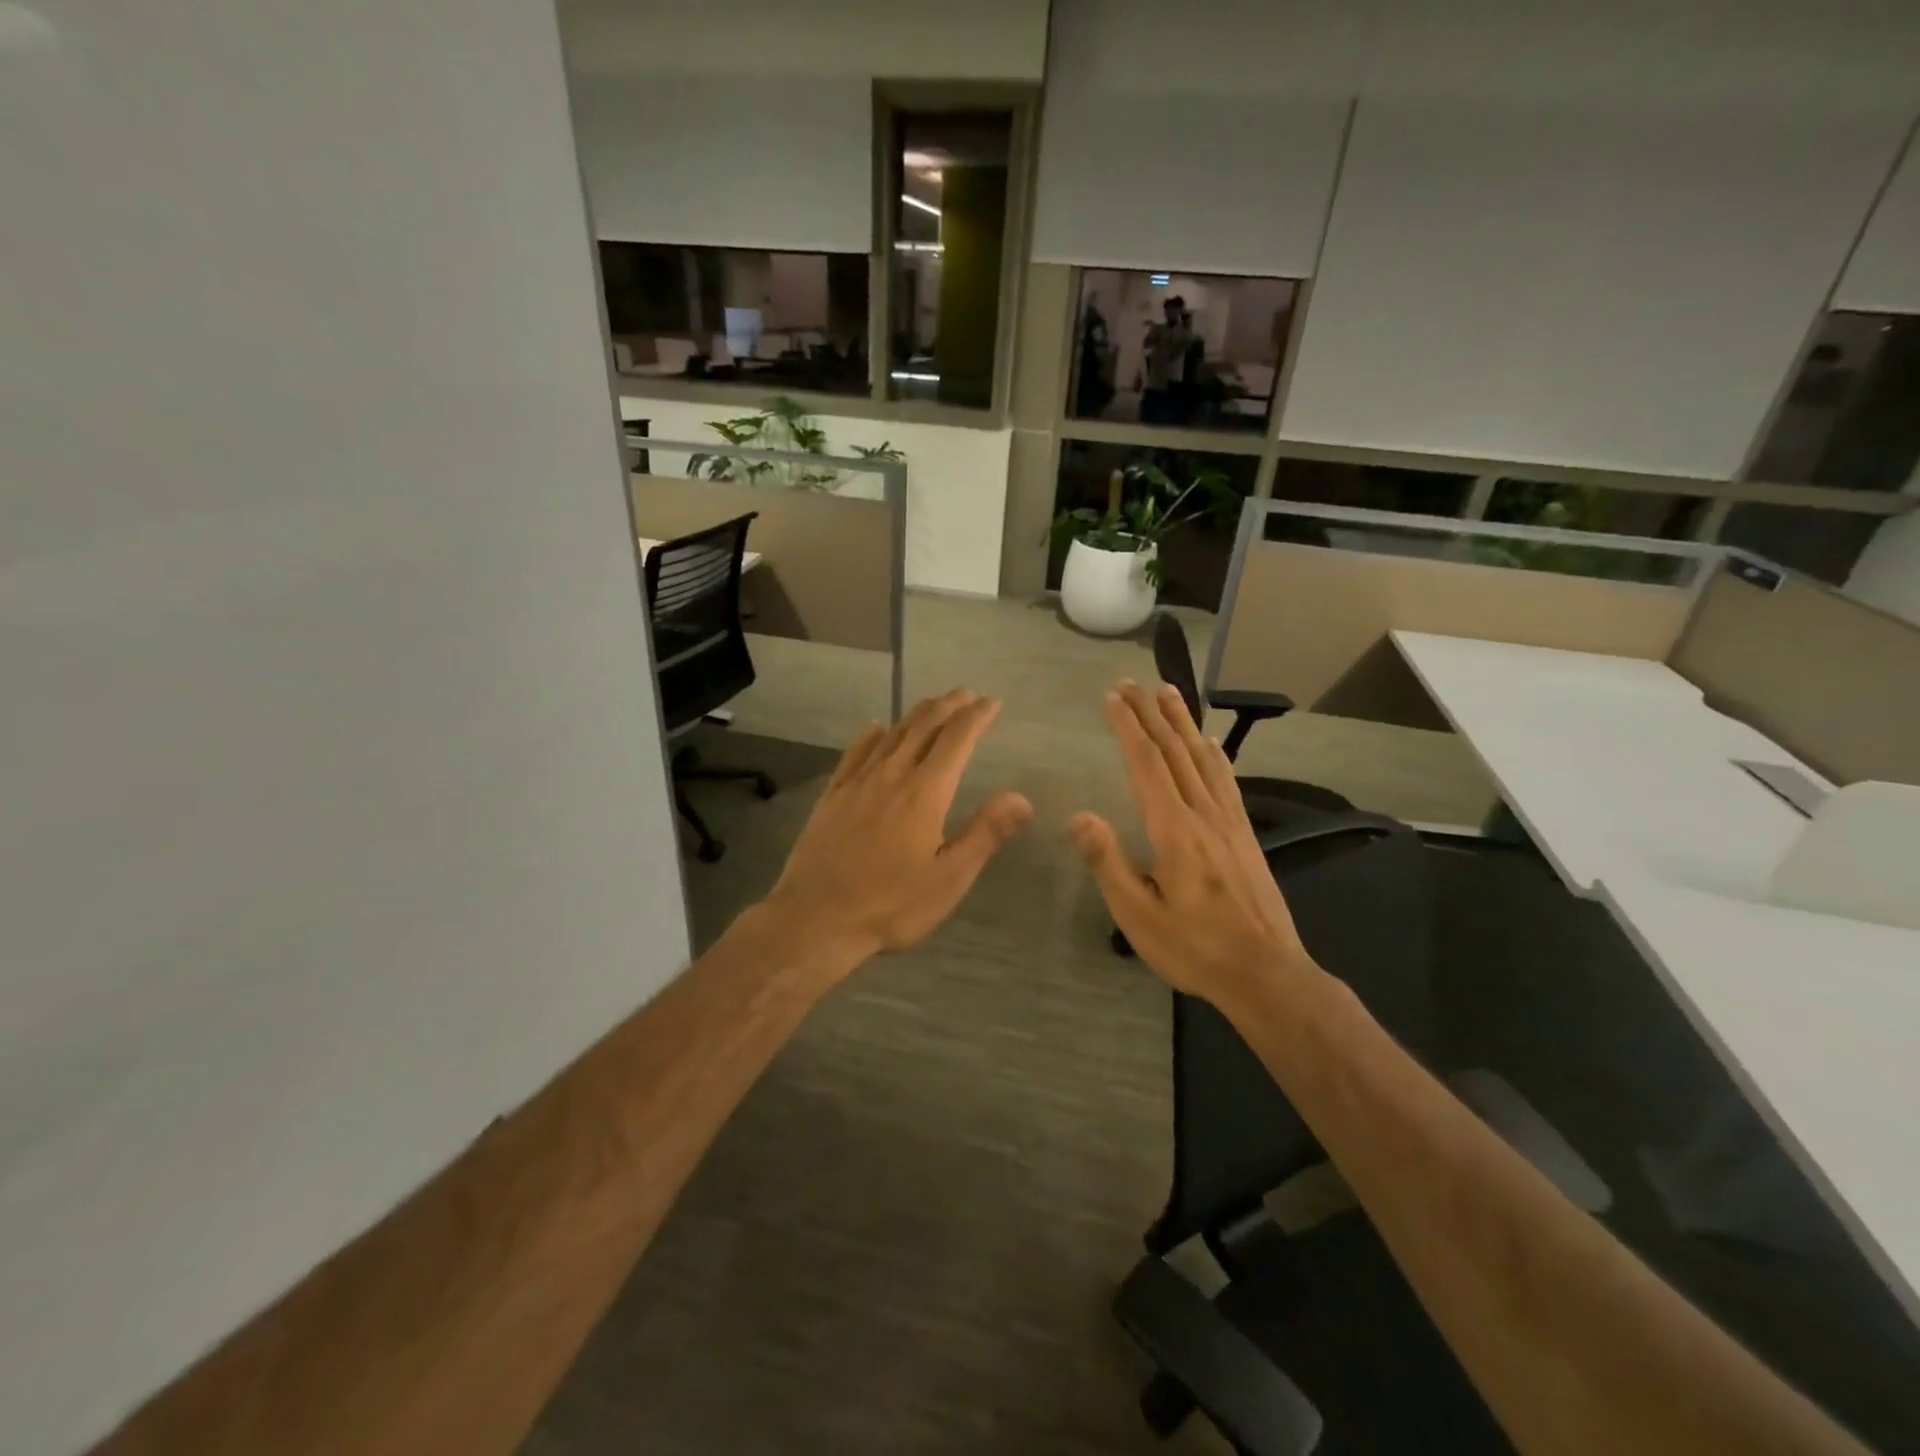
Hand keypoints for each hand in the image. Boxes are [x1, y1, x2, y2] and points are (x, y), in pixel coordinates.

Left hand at [764, 688, 1032, 969]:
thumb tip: (1023, 798)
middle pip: (924, 726)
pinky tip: (875, 728)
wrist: (815, 918)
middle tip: (966, 694)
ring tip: (933, 704)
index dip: (977, 716)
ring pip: (892, 734)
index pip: (957, 739)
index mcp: (925, 792)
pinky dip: (871, 735)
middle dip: (949, 706)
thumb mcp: (949, 878)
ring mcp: (857, 782)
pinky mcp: (833, 795)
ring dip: (916, 714)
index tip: (992, 702)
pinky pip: (855, 752)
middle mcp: (892, 775)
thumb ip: (986, 834)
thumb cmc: (890, 904)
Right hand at [1070, 682, 1318, 1012]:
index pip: (1147, 765)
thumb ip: (1108, 863)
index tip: (1112, 698)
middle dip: (1151, 713)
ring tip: (1169, 692)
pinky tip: (1209, 743)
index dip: (1128, 727)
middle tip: (1131, 682)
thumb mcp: (1139, 915)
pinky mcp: (1245, 834)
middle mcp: (1204, 814)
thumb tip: (1079, 816)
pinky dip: (1214, 752)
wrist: (1266, 973)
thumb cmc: (1194, 947)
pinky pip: (1226, 780)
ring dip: (1183, 722)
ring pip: (1203, 758)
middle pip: (1175, 751)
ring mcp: (1229, 822)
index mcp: (1174, 830)